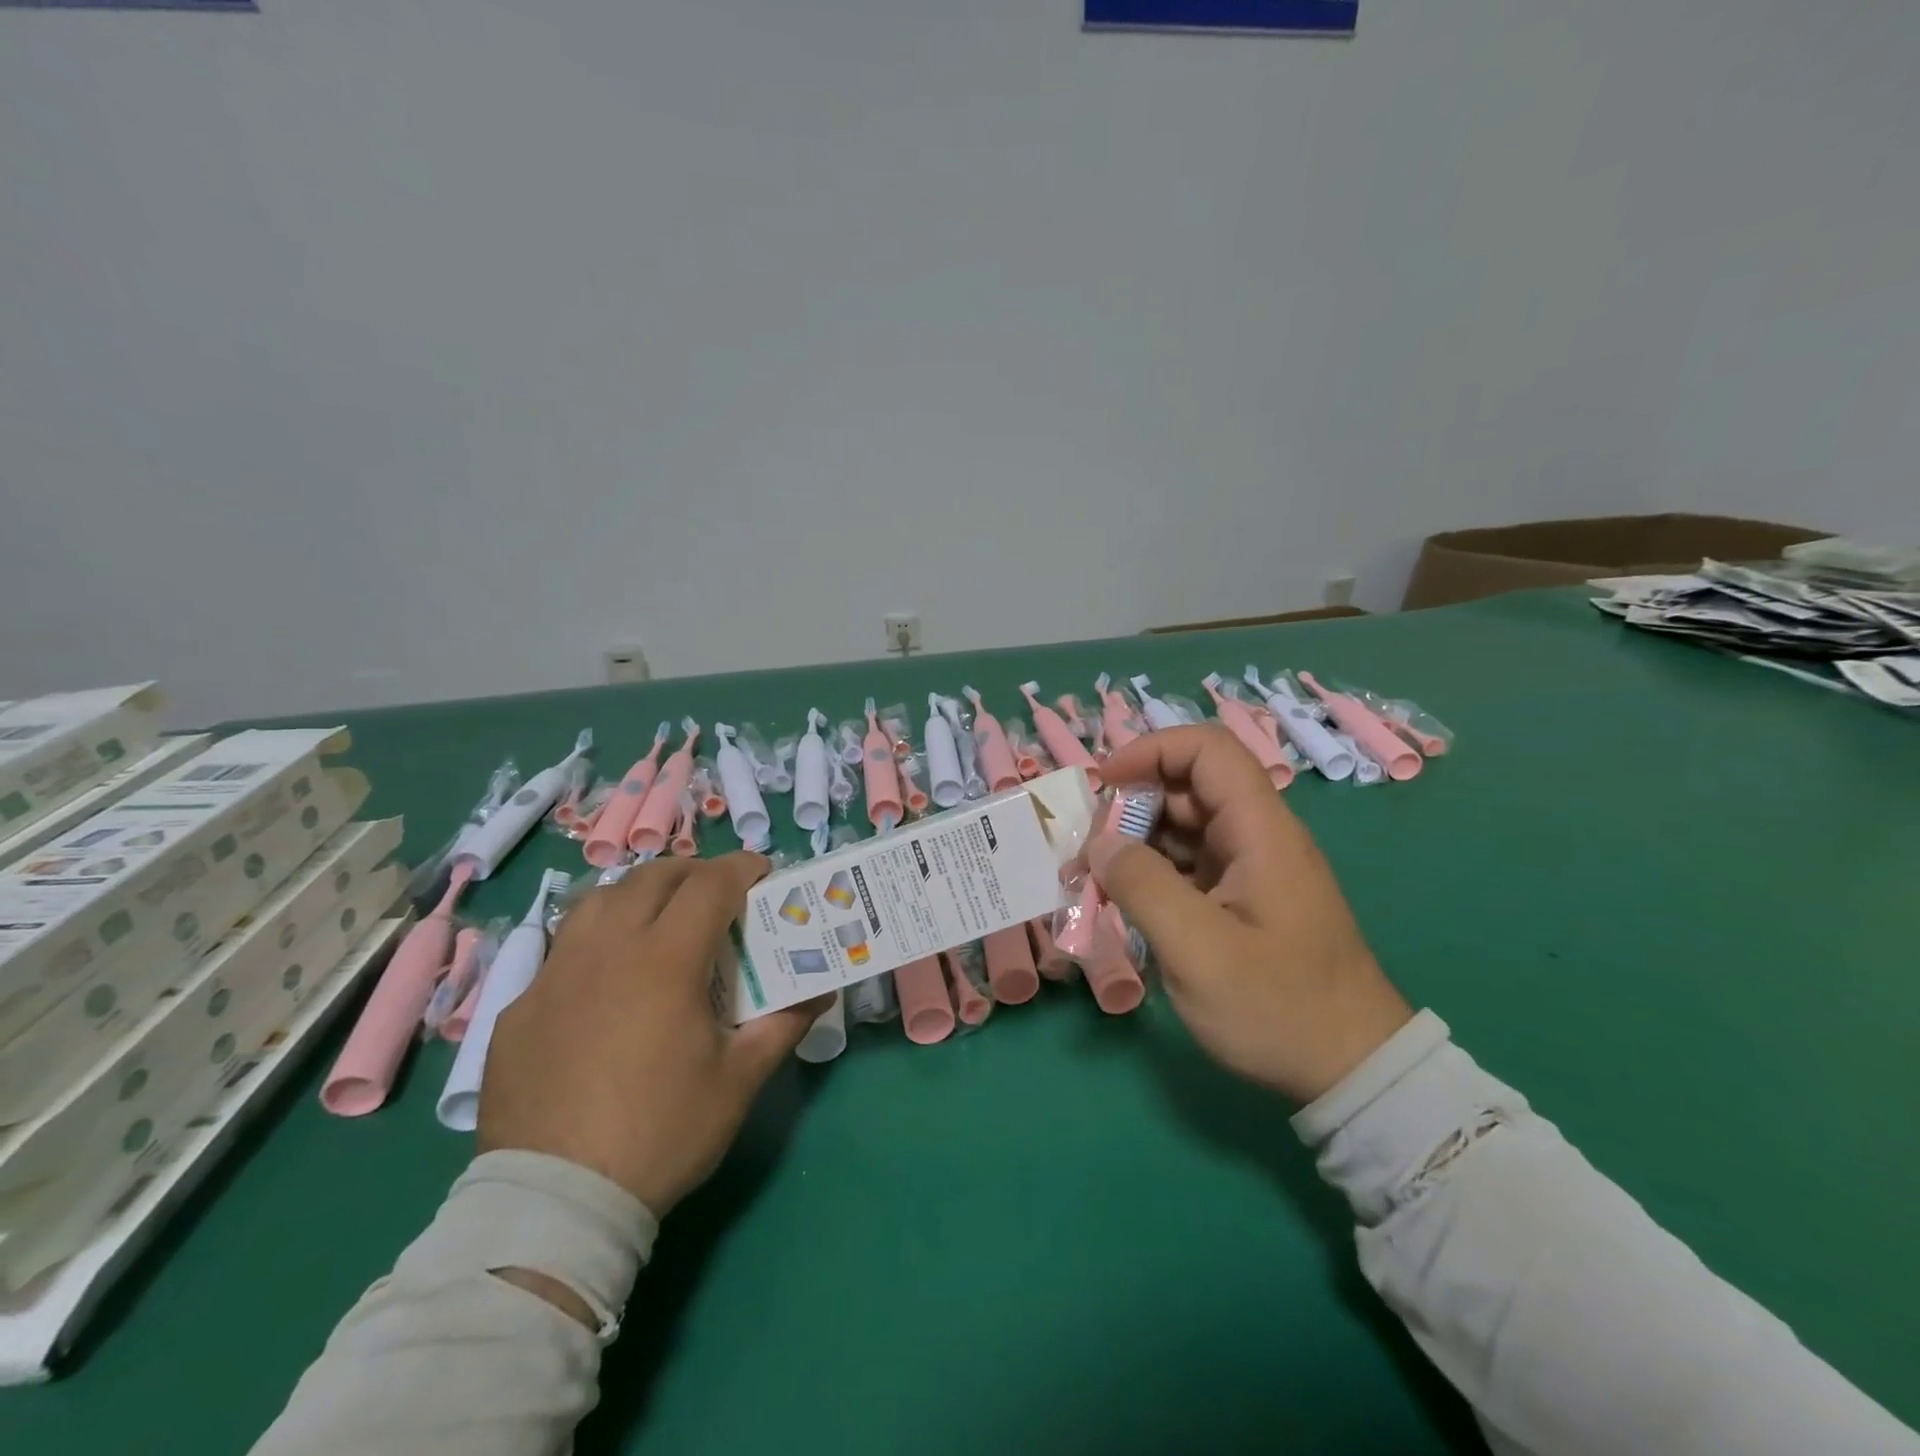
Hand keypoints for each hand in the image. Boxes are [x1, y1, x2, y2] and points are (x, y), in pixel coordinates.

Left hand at [479, 854, 828, 1216]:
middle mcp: (607, 949)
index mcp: (665, 960)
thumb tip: (821, 991)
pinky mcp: (519, 1008)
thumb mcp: (738, 1081)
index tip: (763, 873)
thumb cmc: (662, 1132)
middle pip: (652, 878)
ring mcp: (555, 976)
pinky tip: (605, 982)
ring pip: (599, 901)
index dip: (742, 868)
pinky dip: (596, 943)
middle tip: (716, 894)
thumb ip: (783, 1025)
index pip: (710, 885)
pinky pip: (561, 951)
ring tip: (658, 919)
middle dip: (693, 872)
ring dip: (638, 895)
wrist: (556, 1202)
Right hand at [1090, 725, 1411, 1104]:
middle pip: (1189, 787)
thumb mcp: (1197, 950)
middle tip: (1088, 850)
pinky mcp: (1244, 898)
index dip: (1151, 750)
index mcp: (1260, 831)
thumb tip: (1101, 844)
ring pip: (1184, 827)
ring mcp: (1252, 868)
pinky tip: (1124, 902)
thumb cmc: (1278, 1008)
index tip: (1103, 784)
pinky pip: (1190, 864)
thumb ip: (1142, 886)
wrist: (1352, 1072)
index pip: (1207, 750)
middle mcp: (1259, 837)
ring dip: (1136, 842)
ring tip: (1094, 879)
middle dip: (1131, 805)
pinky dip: (1152, 872)